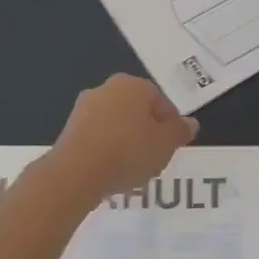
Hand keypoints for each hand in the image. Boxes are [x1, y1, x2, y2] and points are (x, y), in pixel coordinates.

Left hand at [47, 73, 198, 201]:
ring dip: (125, 140)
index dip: (170, 125)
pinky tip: (111, 169)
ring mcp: (85, 107)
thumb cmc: (128, 152)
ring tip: (132, 167)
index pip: (161, 101)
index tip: (171, 146)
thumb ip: (180, 131)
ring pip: (116, 122)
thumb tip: (190, 123)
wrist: (76, 173)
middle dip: (147, 130)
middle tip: (154, 156)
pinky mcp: (69, 128)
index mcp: (134, 85)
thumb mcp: (165, 144)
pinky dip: (106, 149)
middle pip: (137, 110)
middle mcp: (107, 88)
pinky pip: (98, 136)